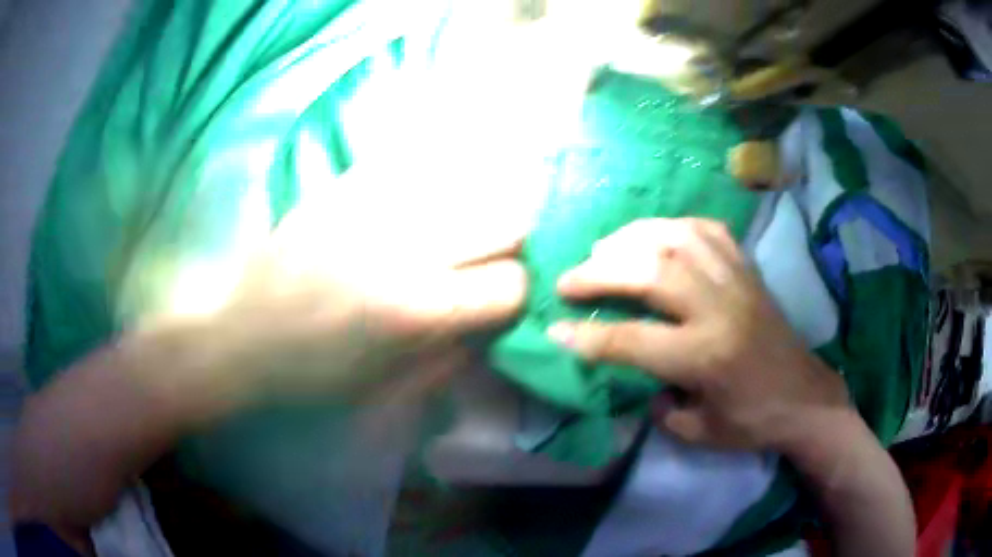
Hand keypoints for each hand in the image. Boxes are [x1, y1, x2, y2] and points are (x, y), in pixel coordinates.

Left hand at [141, 184, 528, 421]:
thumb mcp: (391, 388)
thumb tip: (496, 320)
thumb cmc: (313, 378)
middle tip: (490, 256)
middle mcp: (402, 247)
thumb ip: (455, 352)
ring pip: (467, 180)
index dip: (516, 294)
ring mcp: (371, 206)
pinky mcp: (343, 186)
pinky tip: (429, 194)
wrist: (241, 340)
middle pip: (504, 219)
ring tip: (464, 222)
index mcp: (413, 309)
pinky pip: (413, 161)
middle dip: (509, 243)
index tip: (501, 299)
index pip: (510, 284)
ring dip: (479, 204)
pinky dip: (437, 175)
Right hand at [547, 218, 849, 451]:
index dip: (588, 336)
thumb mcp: (700, 432)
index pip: (633, 340)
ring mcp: (737, 281)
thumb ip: (660, 404)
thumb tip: (636, 376)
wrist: (806, 397)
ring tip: (605, 248)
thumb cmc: (754, 421)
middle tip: (569, 279)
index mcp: (707, 356)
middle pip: (651, 272)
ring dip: (632, 237)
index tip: (555, 329)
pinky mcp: (749, 270)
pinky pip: (708, 231)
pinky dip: (674, 226)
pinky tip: (656, 236)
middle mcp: (720, 309)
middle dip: (600, 272)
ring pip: (677, 238)